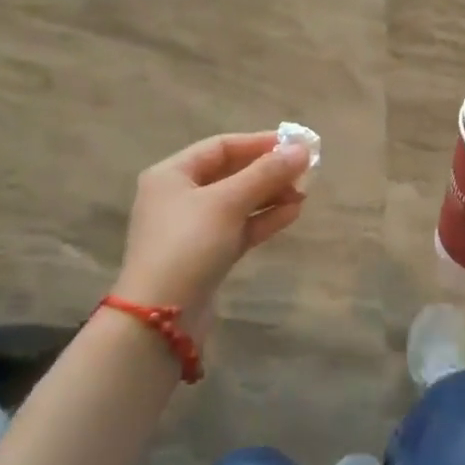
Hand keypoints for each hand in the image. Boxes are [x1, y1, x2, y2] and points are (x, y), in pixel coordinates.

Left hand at [112, 131, 310, 337]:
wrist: (159, 321)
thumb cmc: (188, 245)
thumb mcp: (227, 202)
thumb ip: (265, 173)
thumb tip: (302, 149)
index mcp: (172, 174)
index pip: (221, 146)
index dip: (259, 143)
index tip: (295, 145)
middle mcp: (179, 196)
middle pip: (231, 173)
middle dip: (268, 171)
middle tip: (306, 171)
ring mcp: (193, 228)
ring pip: (238, 202)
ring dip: (271, 195)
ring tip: (304, 193)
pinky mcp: (206, 255)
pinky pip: (239, 227)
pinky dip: (264, 219)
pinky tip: (292, 213)